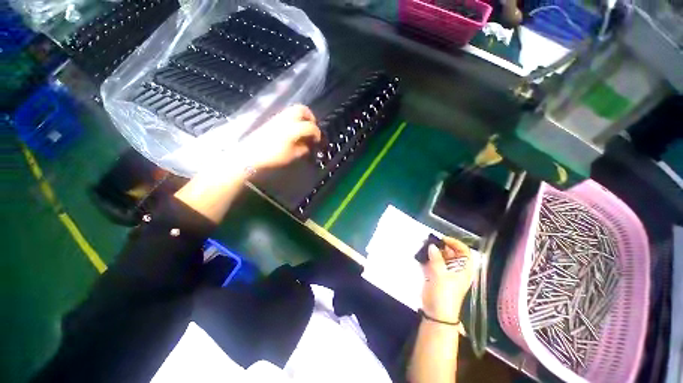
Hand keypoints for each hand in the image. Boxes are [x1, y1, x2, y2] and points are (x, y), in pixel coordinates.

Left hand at [241, 105, 321, 170]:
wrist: (249, 158)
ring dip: (301, 119)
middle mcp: (284, 119)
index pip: (310, 126)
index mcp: (292, 129)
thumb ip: (304, 148)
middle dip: (310, 118)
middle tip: (312, 130)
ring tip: (303, 132)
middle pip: (301, 109)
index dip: (317, 134)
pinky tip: (292, 133)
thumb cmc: (272, 158)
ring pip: (293, 111)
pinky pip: (285, 116)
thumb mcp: (292, 156)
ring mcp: (276, 118)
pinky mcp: (270, 122)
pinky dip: (293, 122)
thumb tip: (309, 144)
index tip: (318, 142)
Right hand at [421, 237, 475, 322]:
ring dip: (433, 251)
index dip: (456, 243)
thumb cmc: (444, 293)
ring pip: (441, 257)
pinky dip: (428, 258)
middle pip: (452, 253)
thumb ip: (436, 259)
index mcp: (463, 270)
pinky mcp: (435, 275)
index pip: (464, 252)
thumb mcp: (440, 274)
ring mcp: (445, 272)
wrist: (436, 312)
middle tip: (431, 241)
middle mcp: (455, 269)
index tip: (444, 240)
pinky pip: (433, 263)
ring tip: (424, 246)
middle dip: (442, 246)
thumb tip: (432, 246)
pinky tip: (422, 255)